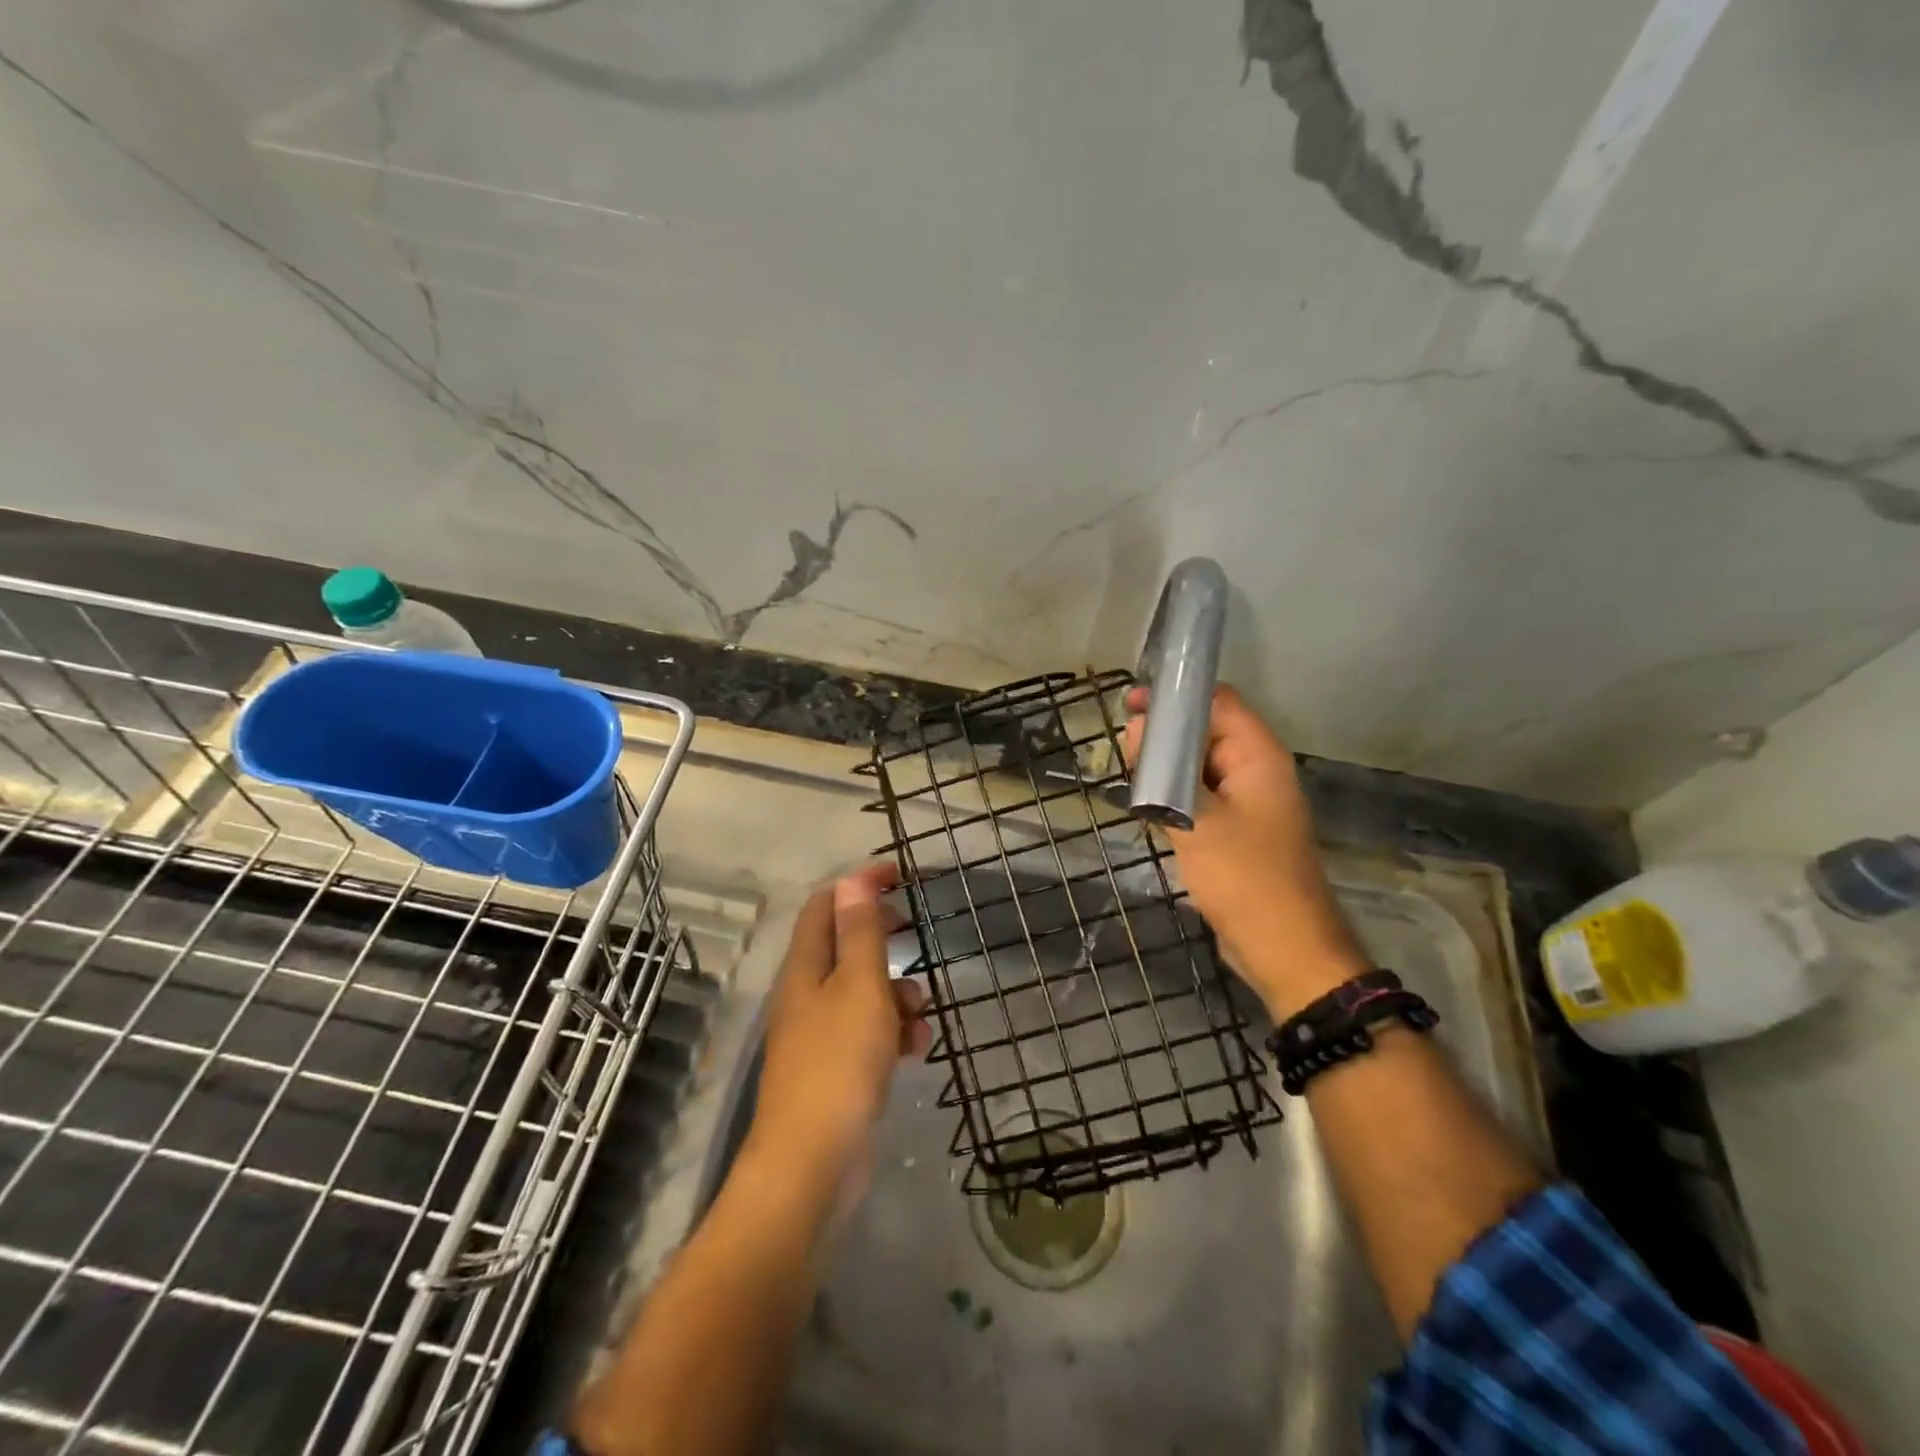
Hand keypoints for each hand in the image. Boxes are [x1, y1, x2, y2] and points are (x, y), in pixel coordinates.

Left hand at [748, 863, 931, 1187]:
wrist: (811, 1165)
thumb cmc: (839, 1063)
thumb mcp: (859, 987)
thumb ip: (860, 933)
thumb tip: (853, 880)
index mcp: (805, 967)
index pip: (827, 905)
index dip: (859, 884)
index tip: (899, 874)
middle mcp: (806, 994)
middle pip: (844, 946)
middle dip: (881, 936)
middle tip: (914, 930)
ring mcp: (818, 1033)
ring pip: (861, 991)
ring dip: (895, 992)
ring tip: (920, 1012)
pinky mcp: (834, 1068)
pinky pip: (867, 1032)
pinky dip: (892, 1030)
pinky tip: (915, 1048)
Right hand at [1125, 684, 1365, 1017]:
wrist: (1283, 947)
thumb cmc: (1245, 878)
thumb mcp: (1197, 820)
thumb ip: (1164, 772)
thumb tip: (1135, 729)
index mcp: (1257, 756)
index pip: (1217, 702)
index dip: (1175, 696)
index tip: (1130, 703)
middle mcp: (1254, 771)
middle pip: (1206, 733)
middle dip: (1163, 735)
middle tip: (1121, 749)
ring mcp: (1246, 802)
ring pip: (1198, 767)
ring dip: (1164, 768)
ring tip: (1127, 777)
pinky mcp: (1234, 830)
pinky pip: (1200, 797)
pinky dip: (1173, 796)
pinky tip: (1144, 807)